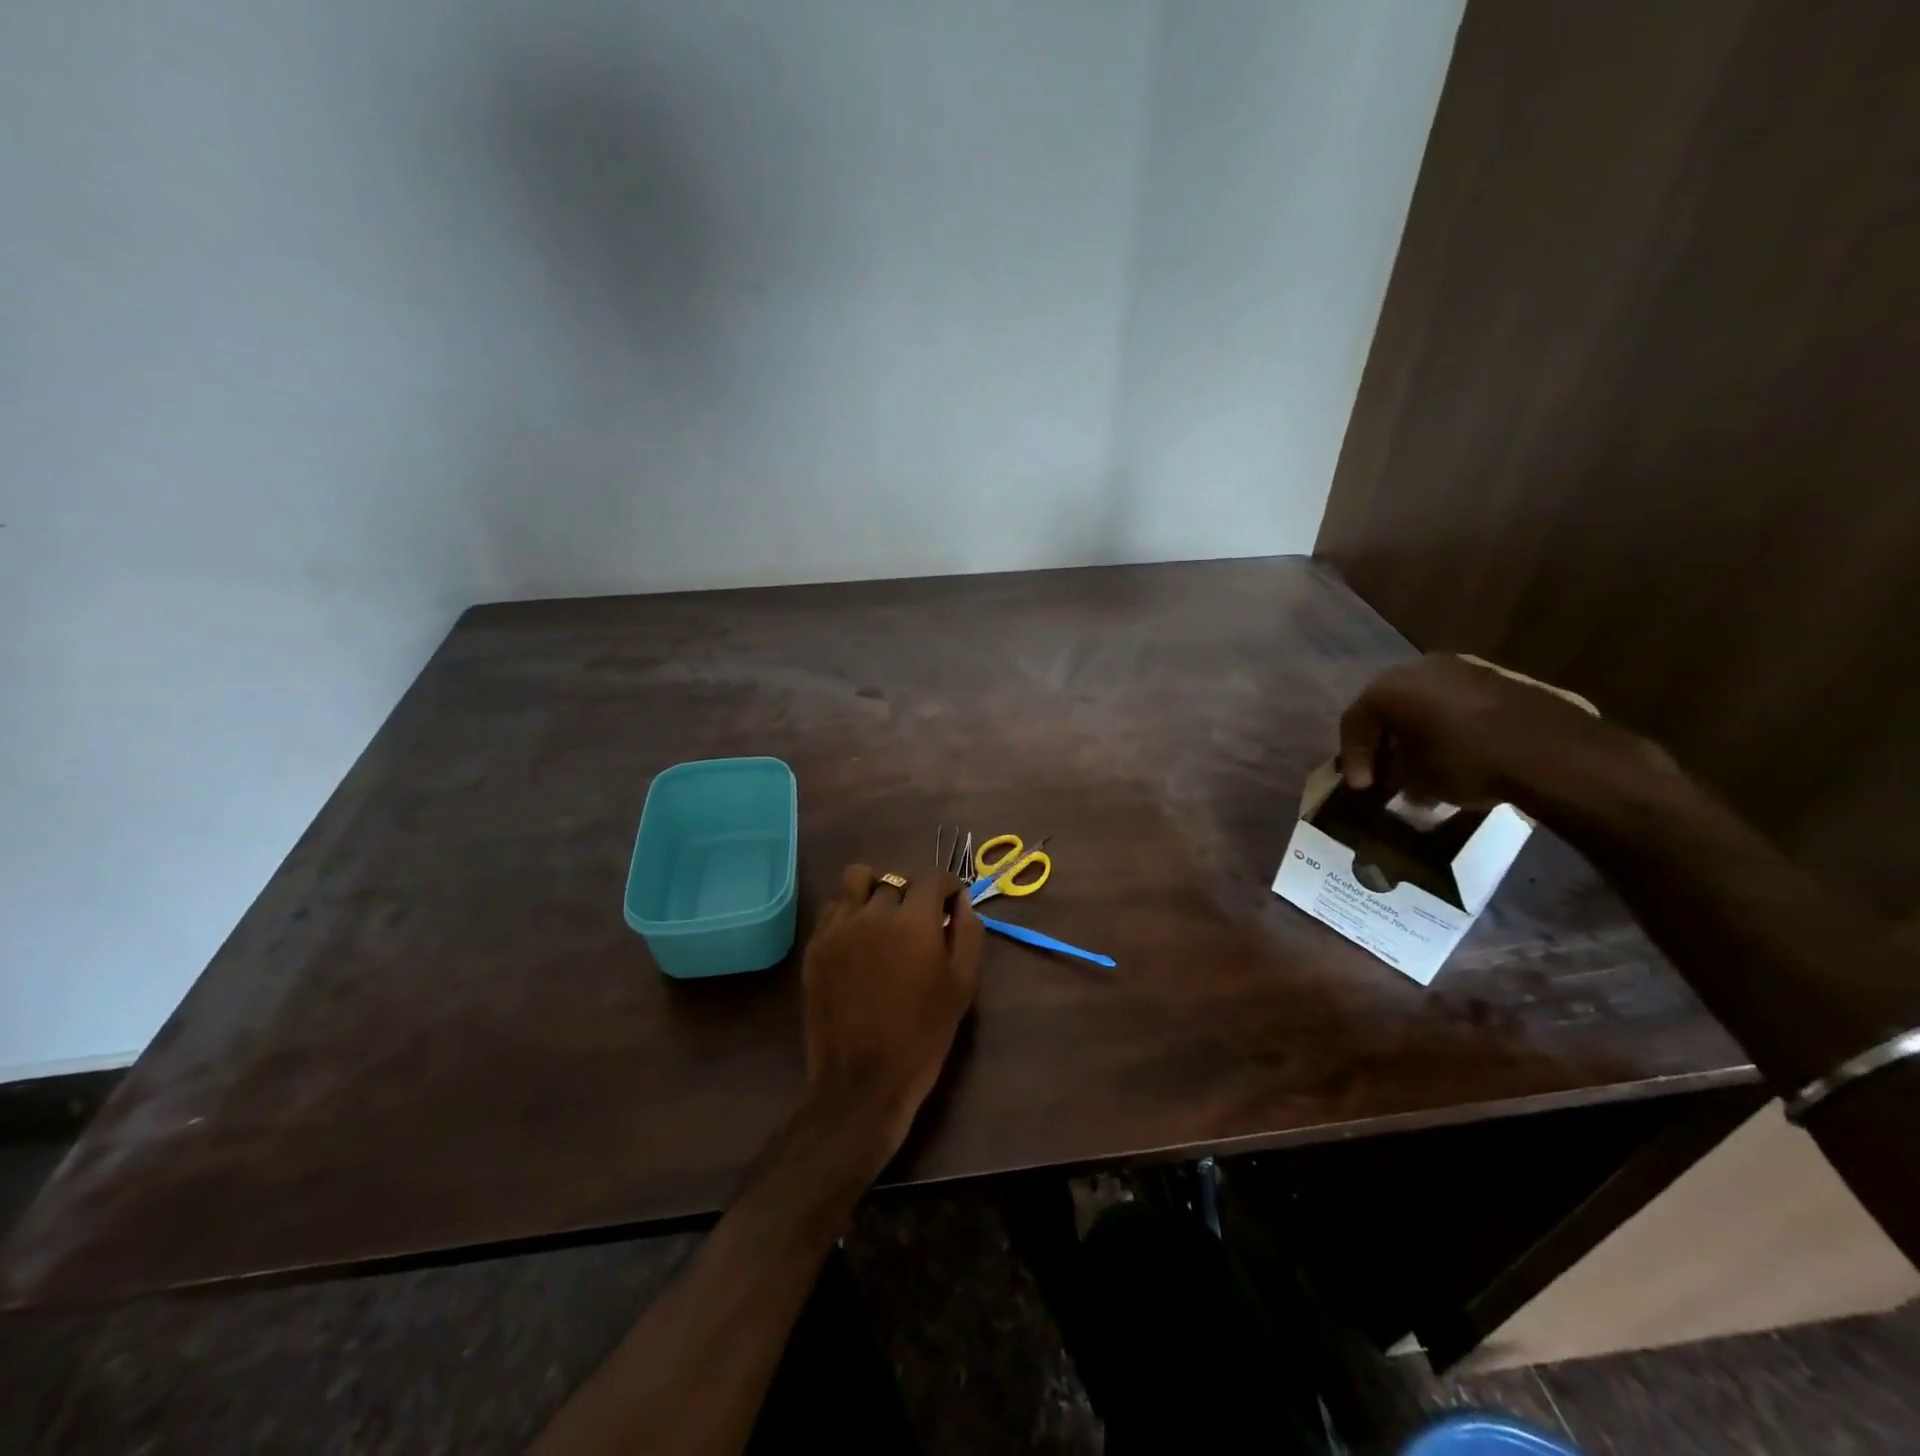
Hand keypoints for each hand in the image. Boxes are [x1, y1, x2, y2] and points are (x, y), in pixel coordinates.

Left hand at [800, 865, 983, 1166]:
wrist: (862, 1081)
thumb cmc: (922, 1036)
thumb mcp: (962, 986)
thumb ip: (968, 933)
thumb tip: (961, 901)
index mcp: (914, 921)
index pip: (932, 877)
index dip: (947, 888)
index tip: (950, 907)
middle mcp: (873, 913)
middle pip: (896, 879)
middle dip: (913, 893)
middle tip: (919, 922)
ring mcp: (838, 927)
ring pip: (857, 880)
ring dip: (875, 890)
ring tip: (883, 918)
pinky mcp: (815, 944)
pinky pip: (834, 907)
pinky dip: (850, 911)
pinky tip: (859, 939)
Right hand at [1339, 653, 1665, 811]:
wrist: (1553, 752)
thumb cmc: (1467, 762)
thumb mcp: (1417, 779)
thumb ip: (1394, 773)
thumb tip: (1394, 776)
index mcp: (1389, 687)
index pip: (1354, 720)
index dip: (1354, 757)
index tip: (1362, 788)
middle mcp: (1418, 667)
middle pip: (1387, 706)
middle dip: (1383, 741)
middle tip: (1385, 770)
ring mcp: (1461, 667)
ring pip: (1422, 702)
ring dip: (1417, 732)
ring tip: (1423, 764)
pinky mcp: (1496, 677)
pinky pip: (1454, 702)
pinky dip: (1446, 725)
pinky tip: (1456, 751)